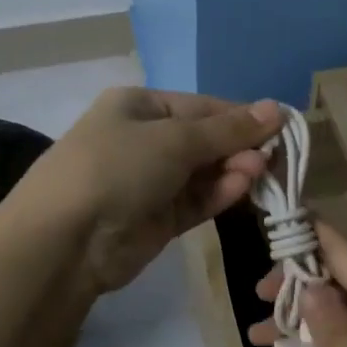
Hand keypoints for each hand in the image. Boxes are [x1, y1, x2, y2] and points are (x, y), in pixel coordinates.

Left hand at [14, 87, 282, 295]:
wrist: (66, 240)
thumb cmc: (117, 167)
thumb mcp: (174, 138)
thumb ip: (228, 129)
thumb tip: (275, 108)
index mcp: (139, 107)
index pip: (201, 107)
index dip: (240, 116)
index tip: (280, 126)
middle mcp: (144, 140)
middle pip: (205, 140)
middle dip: (238, 146)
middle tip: (274, 156)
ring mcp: (150, 182)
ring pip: (204, 172)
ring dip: (233, 170)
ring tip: (260, 172)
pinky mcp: (158, 219)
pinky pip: (196, 200)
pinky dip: (219, 194)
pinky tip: (242, 188)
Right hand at [249, 223, 346, 346]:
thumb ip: (340, 336)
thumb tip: (308, 286)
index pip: (346, 254)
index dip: (308, 237)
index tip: (269, 226)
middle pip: (344, 281)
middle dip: (298, 284)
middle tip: (256, 301)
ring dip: (307, 319)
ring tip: (260, 336)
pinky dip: (329, 344)